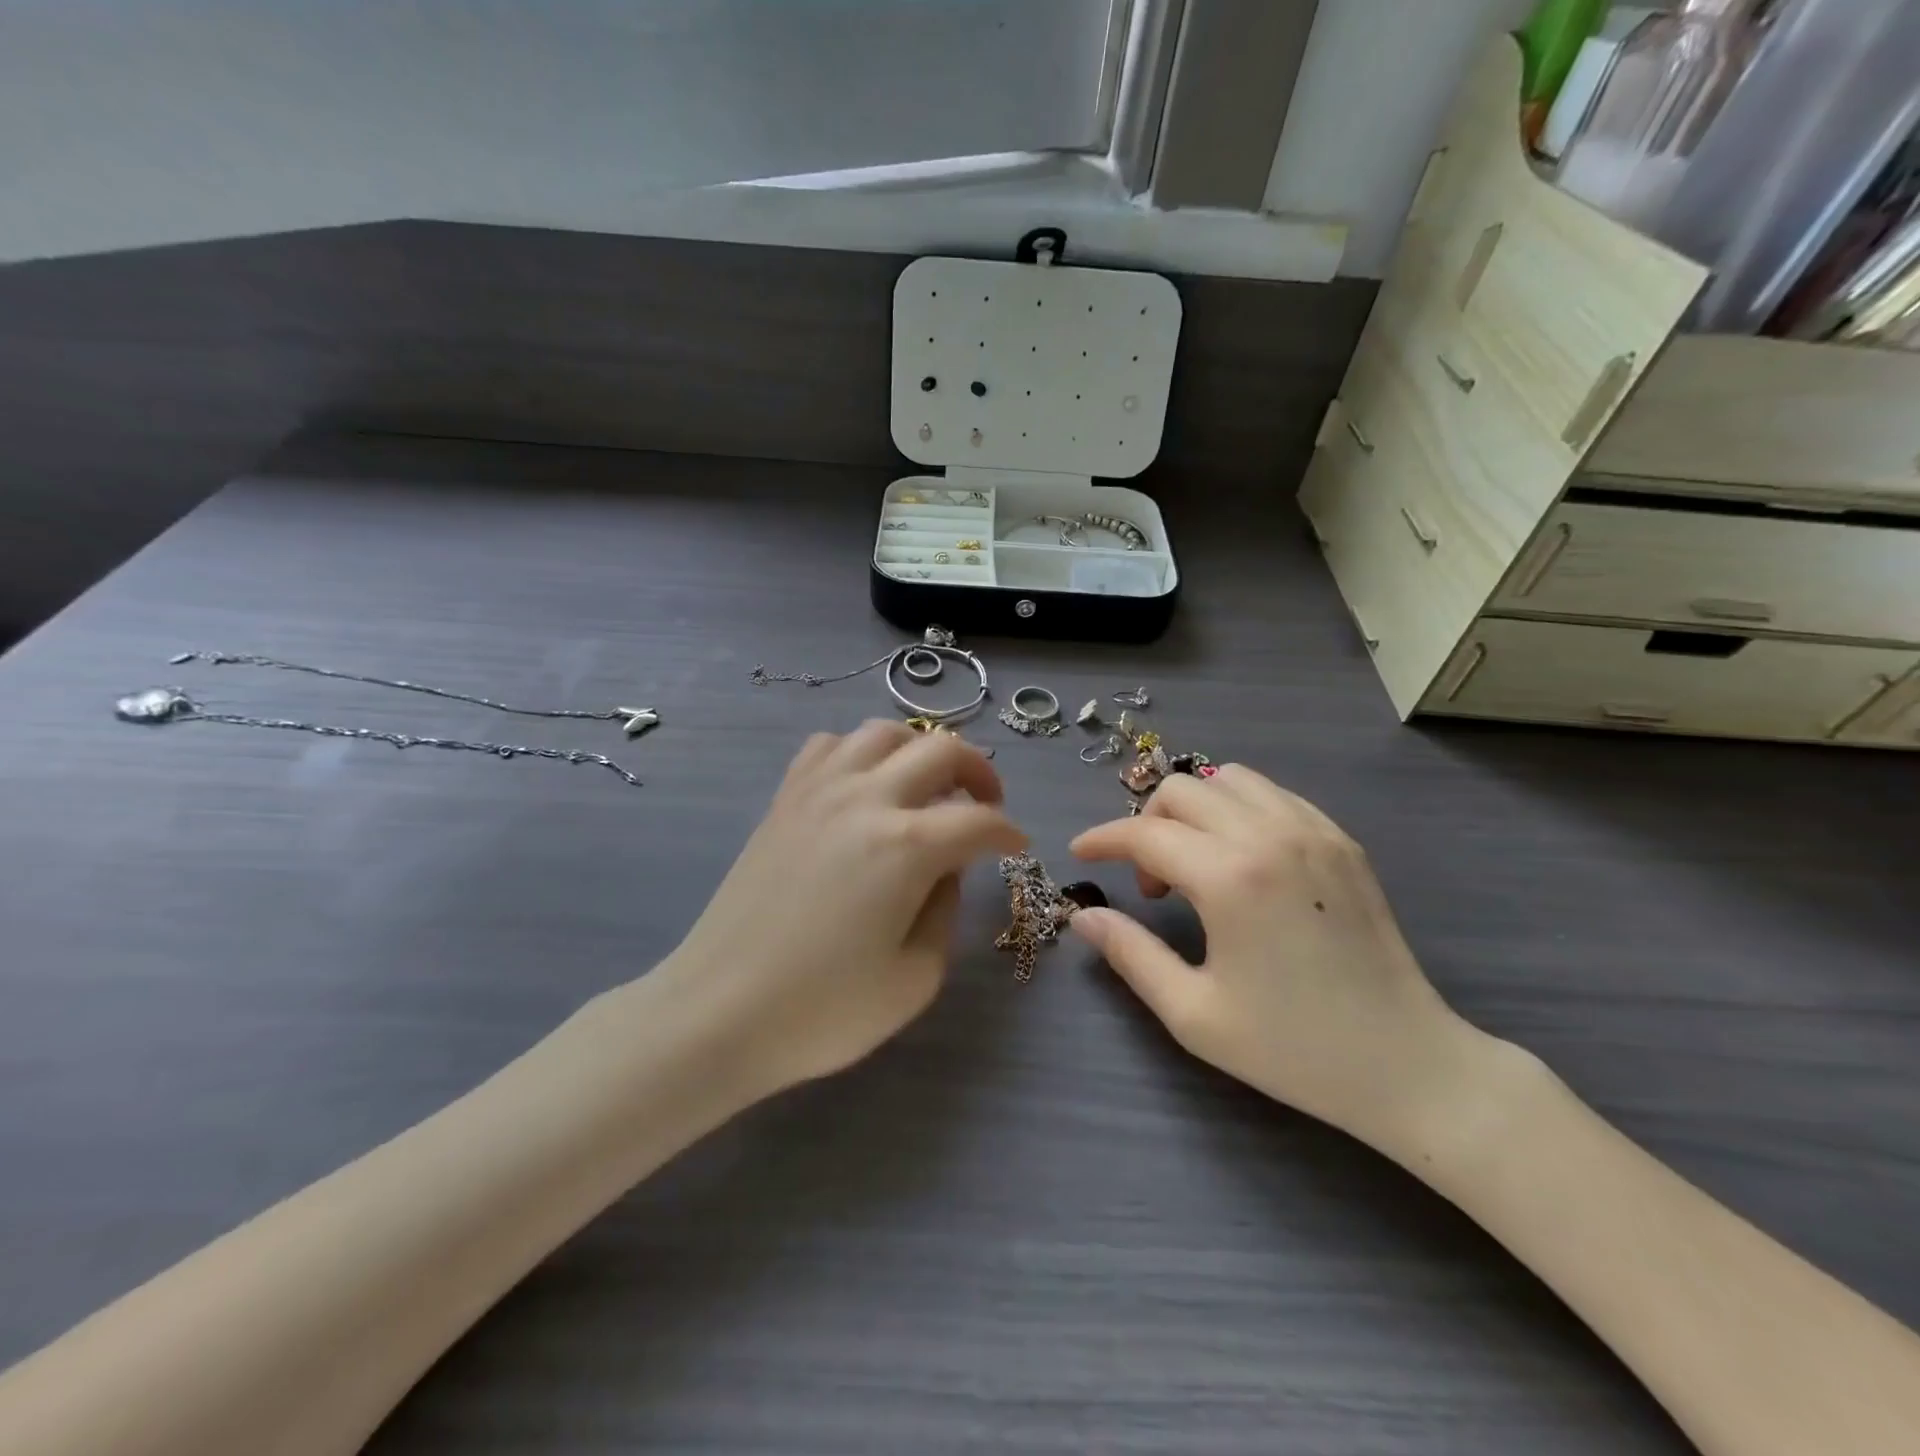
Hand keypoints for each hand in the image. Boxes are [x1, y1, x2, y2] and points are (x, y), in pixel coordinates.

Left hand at [661, 721, 1025, 1096]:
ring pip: (883, 733)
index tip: (1016, 847)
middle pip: (941, 750)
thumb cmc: (822, 1010)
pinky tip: (863, 785)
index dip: (1008, 832)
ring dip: (919, 750)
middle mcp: (866, 799)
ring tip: (926, 785)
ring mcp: (818, 791)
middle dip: (978, 771)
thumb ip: (944, 911)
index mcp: (906, 846)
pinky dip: (859, 752)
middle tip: (986, 804)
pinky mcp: (784, 800)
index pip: (978, 820)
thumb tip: (944, 870)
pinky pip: (829, 746)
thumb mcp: (915, 978)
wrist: (719, 1011)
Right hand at [1069, 766, 1475, 1146]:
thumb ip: (1130, 955)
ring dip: (1195, 809)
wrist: (1407, 1064)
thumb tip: (1085, 916)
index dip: (1103, 840)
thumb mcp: (1193, 1013)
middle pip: (1182, 791)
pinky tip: (1241, 858)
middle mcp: (1270, 836)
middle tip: (1151, 883)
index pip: (1145, 835)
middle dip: (1147, 825)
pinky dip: (1239, 809)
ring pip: (1229, 780)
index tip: (1080, 854)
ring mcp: (1313, 832)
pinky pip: (1273, 795)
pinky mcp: (1341, 840)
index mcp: (1230, 878)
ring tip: (1196, 862)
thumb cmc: (1293, 1048)